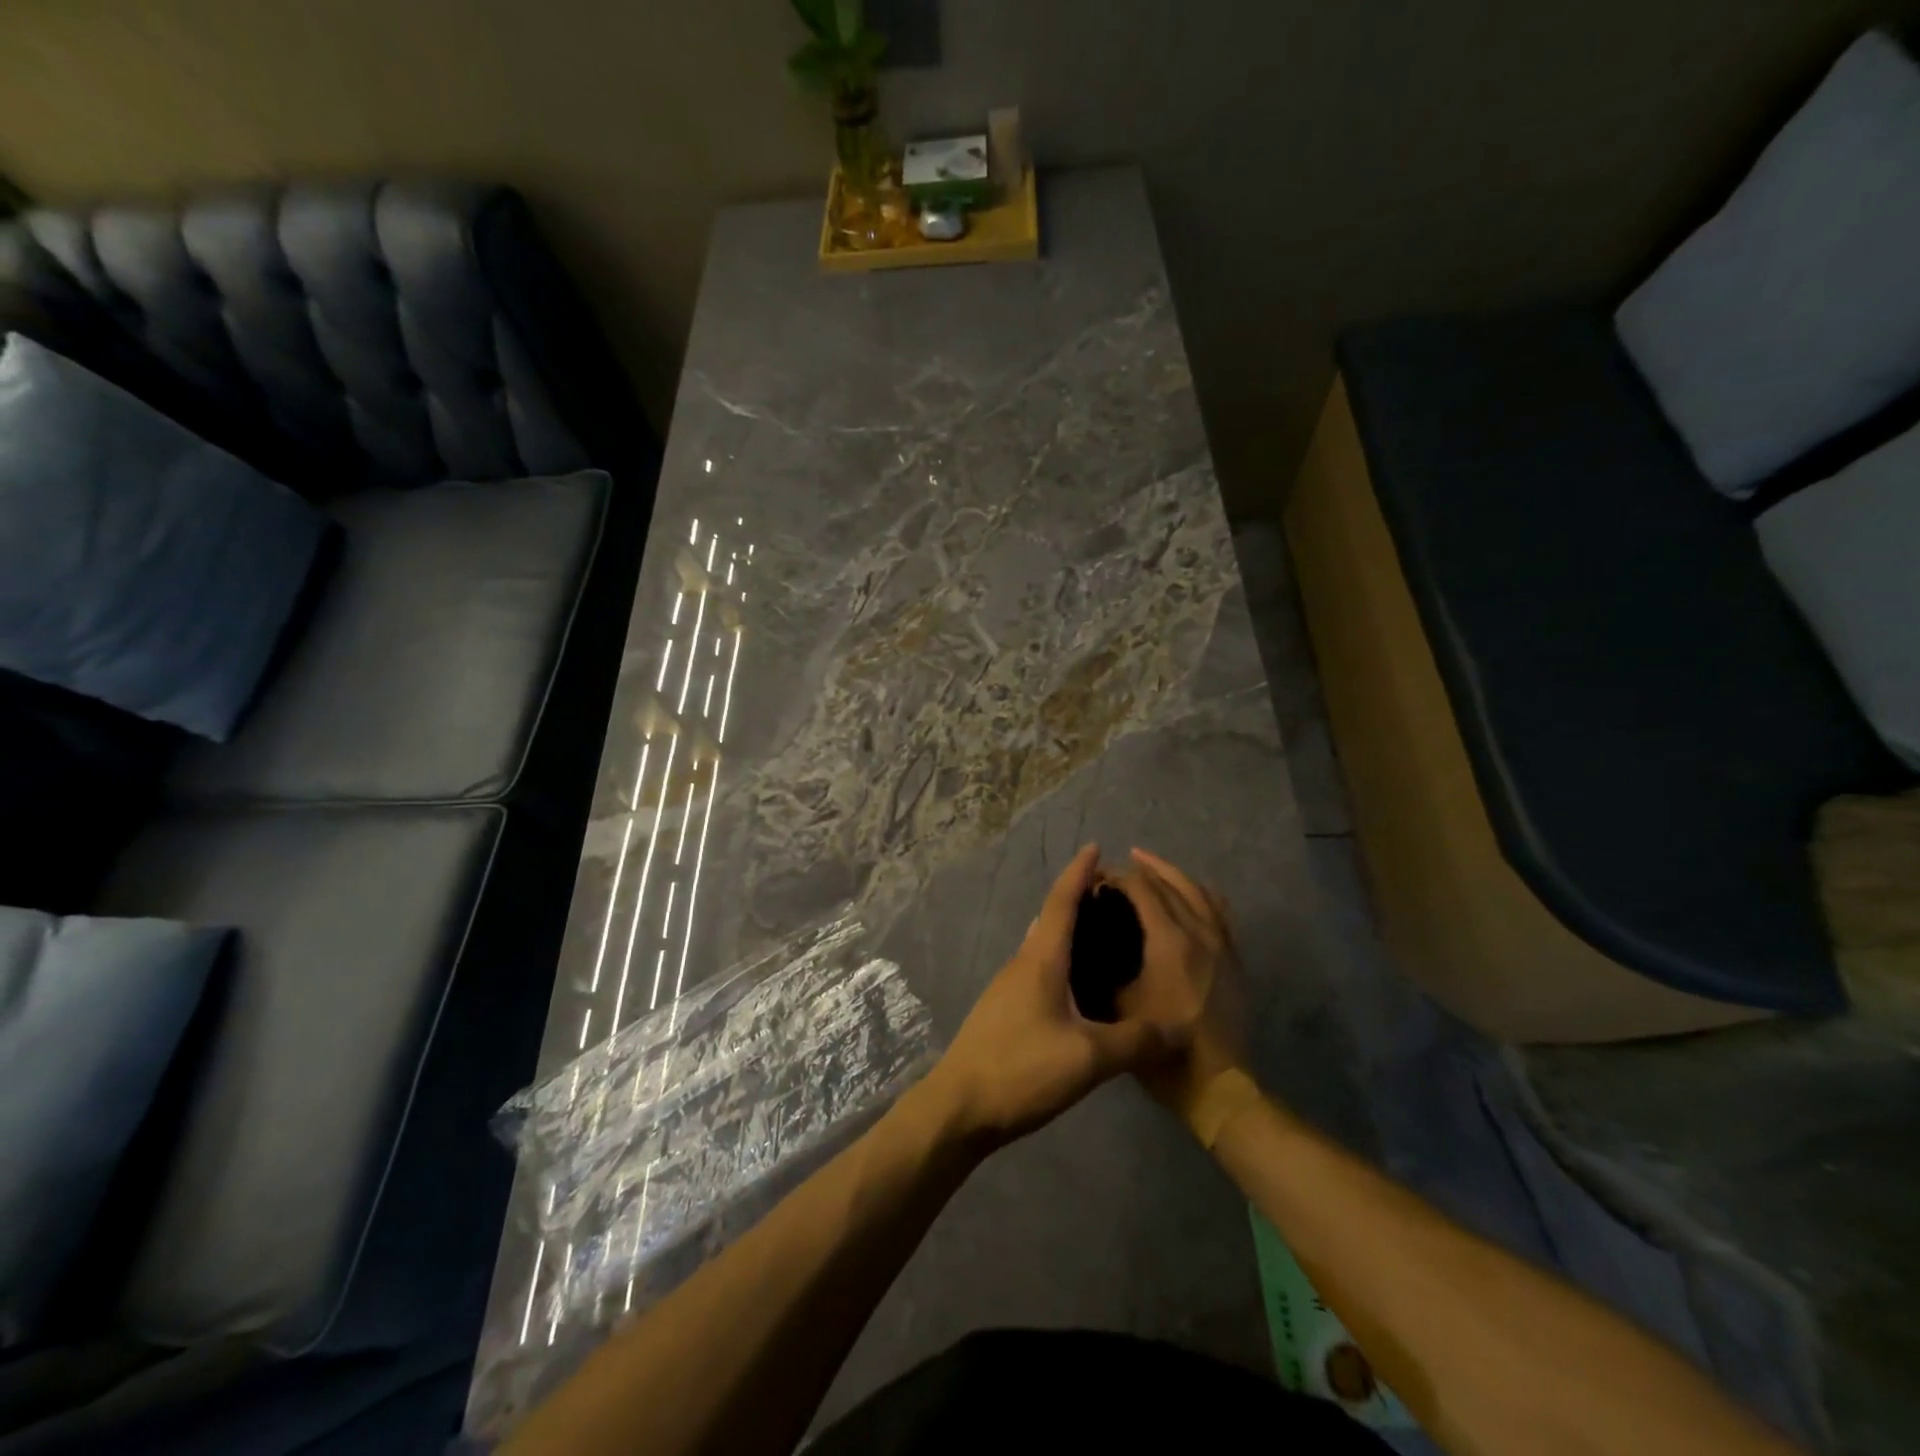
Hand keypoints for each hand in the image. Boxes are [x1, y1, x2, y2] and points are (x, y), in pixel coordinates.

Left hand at [919, 845, 1189, 1150]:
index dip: (1079, 873)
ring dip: (1068, 931)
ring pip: (1043, 946)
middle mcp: (1021, 964)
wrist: (959, 1107)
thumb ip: (1134, 1041)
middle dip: (1078, 899)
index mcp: (1040, 960)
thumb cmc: (1022, 1069)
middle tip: (1113, 896)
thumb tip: (1177, 1027)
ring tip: (1103, 936)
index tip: (1095, 847)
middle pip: (1050, 919)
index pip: (1061, 902)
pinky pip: (1038, 970)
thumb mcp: (1087, 1058)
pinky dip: (1061, 960)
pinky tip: (1079, 986)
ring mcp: (1008, 988)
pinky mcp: (1004, 1011)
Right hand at [1112, 848, 1247, 1123]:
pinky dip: (1203, 894)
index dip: (1118, 877)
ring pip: (1199, 892)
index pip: (1142, 890)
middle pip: (1171, 884)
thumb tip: (1086, 938)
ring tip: (1152, 866)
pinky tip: (1194, 891)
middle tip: (1120, 865)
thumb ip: (1101, 967)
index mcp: (1169, 941)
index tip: (1097, 877)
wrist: (1217, 1085)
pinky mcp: (1233, 959)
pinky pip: (1220, 911)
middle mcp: (1198, 932)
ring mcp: (1221, 944)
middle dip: (1144, 869)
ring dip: (1173, 875)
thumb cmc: (1161, 1049)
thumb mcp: (1118, 1007)